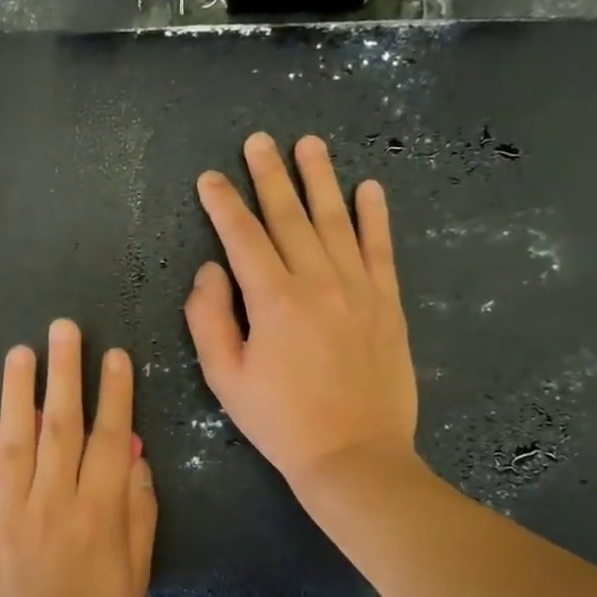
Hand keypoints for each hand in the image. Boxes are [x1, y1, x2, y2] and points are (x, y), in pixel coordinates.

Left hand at [0, 319, 157, 596]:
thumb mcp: (136, 578)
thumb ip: (139, 516)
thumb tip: (136, 463)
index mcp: (100, 515)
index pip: (111, 440)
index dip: (115, 394)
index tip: (115, 356)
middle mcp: (54, 503)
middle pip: (61, 426)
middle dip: (65, 373)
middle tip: (64, 329)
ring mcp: (11, 513)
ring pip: (15, 439)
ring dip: (19, 392)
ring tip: (21, 352)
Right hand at [186, 132, 420, 496]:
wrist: (353, 455)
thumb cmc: (280, 421)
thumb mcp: (225, 378)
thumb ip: (209, 318)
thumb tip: (210, 270)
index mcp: (274, 300)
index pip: (242, 237)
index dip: (223, 204)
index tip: (209, 178)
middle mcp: (318, 282)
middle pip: (289, 216)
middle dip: (269, 175)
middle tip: (258, 140)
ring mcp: (359, 289)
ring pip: (336, 221)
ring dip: (320, 179)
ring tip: (309, 144)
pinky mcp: (388, 303)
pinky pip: (380, 249)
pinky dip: (374, 215)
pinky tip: (368, 187)